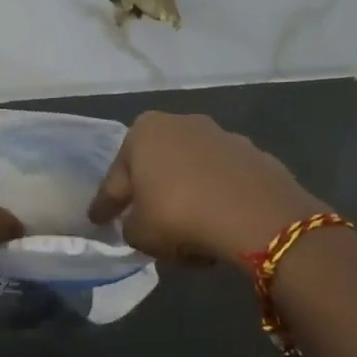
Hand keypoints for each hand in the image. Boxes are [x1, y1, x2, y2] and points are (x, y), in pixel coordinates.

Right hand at [88, 111, 323, 264]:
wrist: (258, 216)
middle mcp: (182, 124)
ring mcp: (223, 136)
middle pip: (156, 167)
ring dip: (186, 197)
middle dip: (150, 192)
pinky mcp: (256, 156)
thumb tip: (140, 224)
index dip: (105, 204)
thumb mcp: (139, 233)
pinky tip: (217, 226)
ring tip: (186, 231)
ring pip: (192, 174)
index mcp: (144, 131)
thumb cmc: (180, 214)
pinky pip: (223, 184)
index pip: (116, 178)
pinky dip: (216, 200)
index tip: (98, 220)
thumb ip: (131, 226)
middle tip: (144, 221)